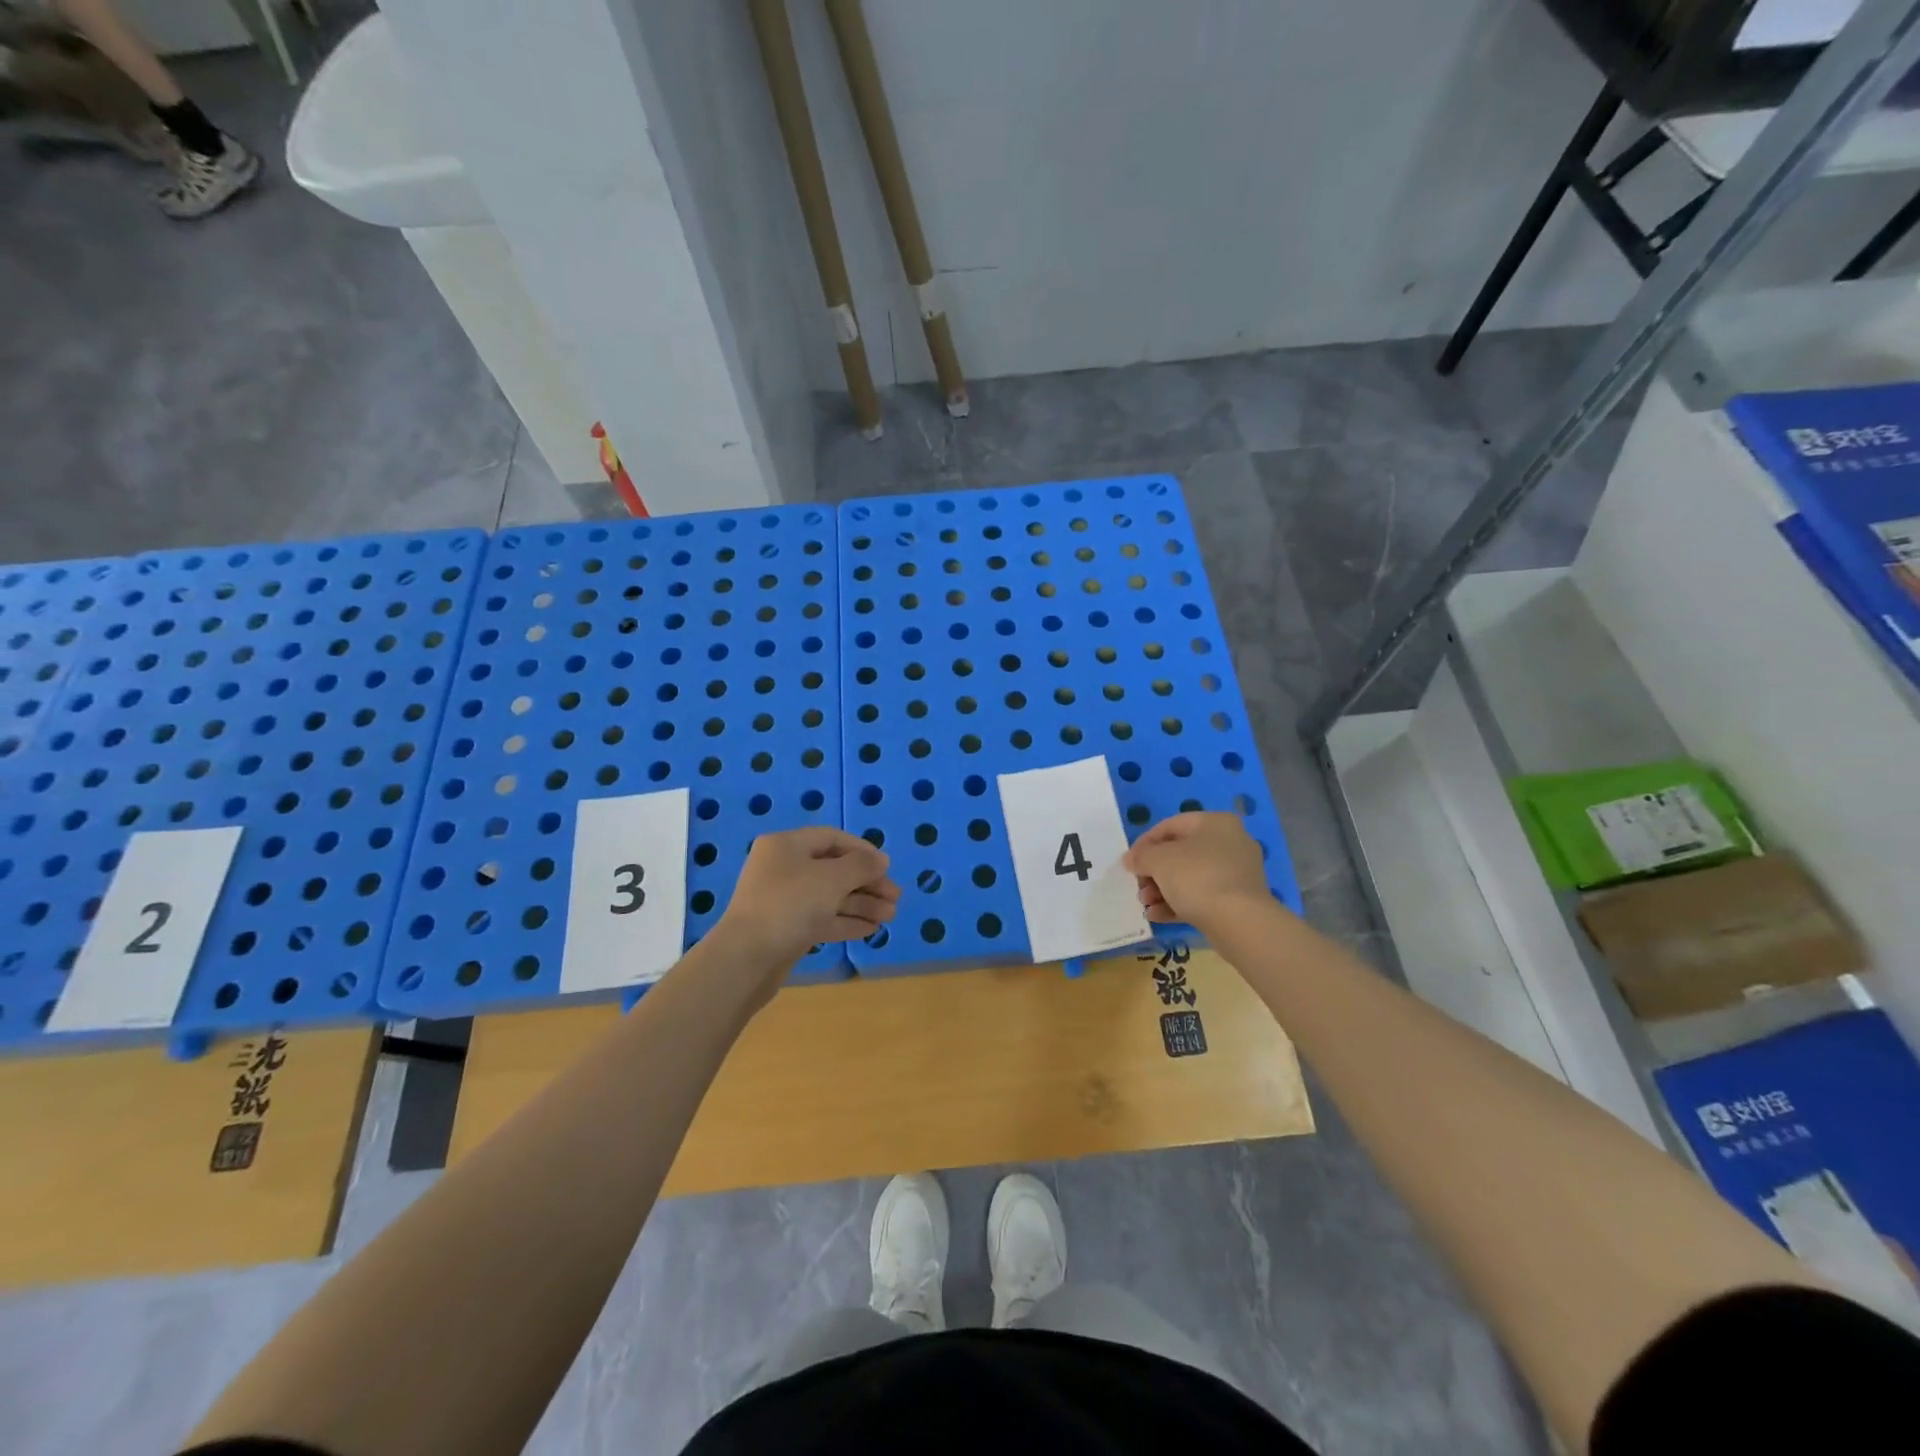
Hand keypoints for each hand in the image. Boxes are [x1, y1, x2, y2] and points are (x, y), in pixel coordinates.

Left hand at [715, 827, 900, 965]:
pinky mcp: (785, 929)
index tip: (887, 867)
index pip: (832, 838)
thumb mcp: (832, 878)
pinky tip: (870, 930)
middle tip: (895, 898)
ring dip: (861, 904)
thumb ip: (861, 865)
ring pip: (829, 896)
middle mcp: (782, 868)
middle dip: (867, 883)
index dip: (862, 850)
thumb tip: (881, 859)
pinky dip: (845, 922)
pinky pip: (821, 919)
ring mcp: (783, 900)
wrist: (746, 959)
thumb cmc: (790, 905)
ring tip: (890, 917)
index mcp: (786, 846)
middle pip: (833, 869)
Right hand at [1122, 812, 1272, 928]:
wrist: (1240, 922)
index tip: (1129, 863)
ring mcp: (1236, 872)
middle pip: (1180, 853)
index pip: (1170, 826)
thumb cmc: (1197, 878)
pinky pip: (1202, 896)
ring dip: (1162, 890)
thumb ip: (1141, 856)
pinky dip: (1179, 903)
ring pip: (1190, 877)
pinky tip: (1157, 916)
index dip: (1144, 843)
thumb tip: (1132, 860)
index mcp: (1215, 823)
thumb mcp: (1159, 860)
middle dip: (1153, 872)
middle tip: (1139, 888)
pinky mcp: (1238, 899)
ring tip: (1146, 905)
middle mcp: (1230, 842)